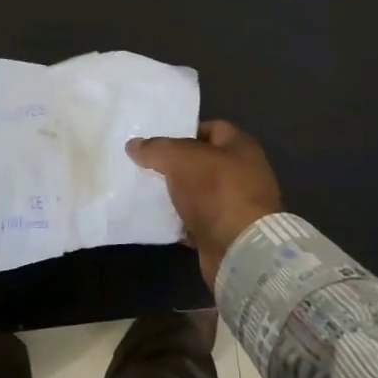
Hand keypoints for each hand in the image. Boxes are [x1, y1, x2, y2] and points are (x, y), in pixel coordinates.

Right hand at [126, 120, 282, 287]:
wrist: (240, 248)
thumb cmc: (216, 191)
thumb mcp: (180, 159)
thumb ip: (156, 148)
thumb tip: (134, 145)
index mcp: (241, 147)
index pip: (212, 128)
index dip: (185, 131)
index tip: (158, 140)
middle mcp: (243, 173)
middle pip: (203, 162)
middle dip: (175, 164)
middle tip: (146, 165)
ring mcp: (236, 205)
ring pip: (198, 192)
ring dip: (175, 193)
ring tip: (145, 191)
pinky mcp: (226, 232)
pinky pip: (196, 220)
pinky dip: (179, 220)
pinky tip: (157, 218)